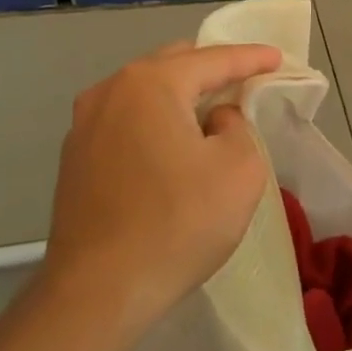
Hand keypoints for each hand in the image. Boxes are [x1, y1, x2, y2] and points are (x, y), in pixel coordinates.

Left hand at [41, 42, 282, 343]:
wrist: (99, 292)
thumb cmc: (179, 223)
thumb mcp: (239, 170)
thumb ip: (237, 127)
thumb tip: (213, 120)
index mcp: (150, 84)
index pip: (212, 59)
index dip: (251, 58)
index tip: (278, 59)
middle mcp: (110, 92)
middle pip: (172, 65)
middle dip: (211, 69)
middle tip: (245, 81)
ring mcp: (84, 126)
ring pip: (144, 93)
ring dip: (180, 96)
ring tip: (210, 112)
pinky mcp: (74, 160)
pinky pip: (126, 121)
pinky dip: (155, 121)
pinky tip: (171, 146)